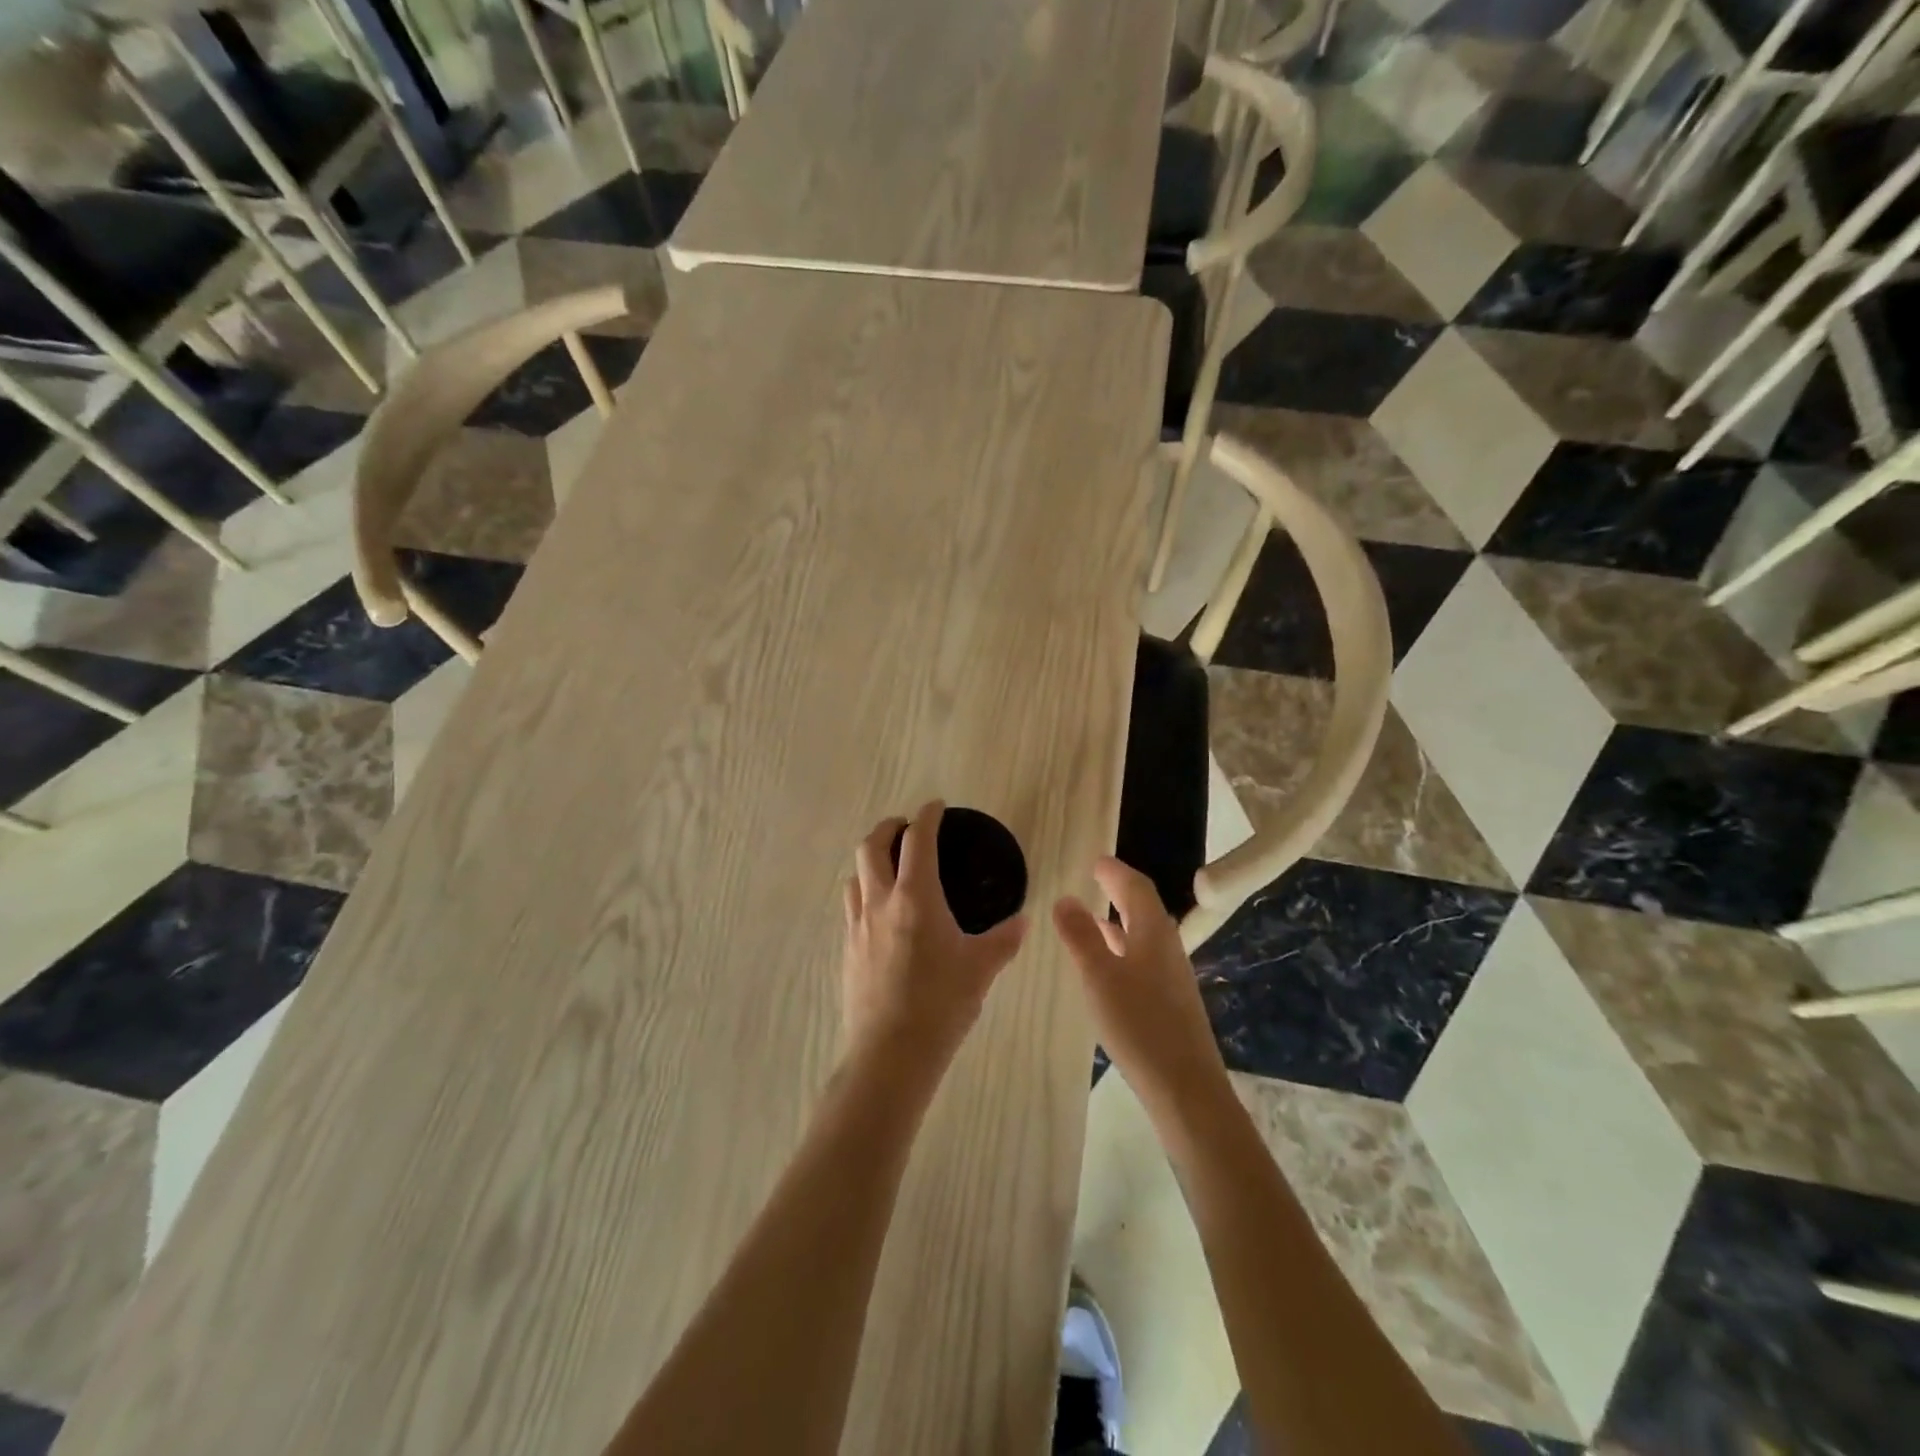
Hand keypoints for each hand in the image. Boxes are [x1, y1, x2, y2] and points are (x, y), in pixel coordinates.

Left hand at [841, 801, 1027, 1062]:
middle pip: (871, 846)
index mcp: (915, 897)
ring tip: (891, 868)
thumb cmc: (941, 1003)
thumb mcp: (981, 969)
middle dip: (888, 827)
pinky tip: (882, 914)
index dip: (927, 816)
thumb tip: (1022, 922)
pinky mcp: (848, 950)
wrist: (890, 1052)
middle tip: (906, 827)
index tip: (936, 806)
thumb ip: (1004, 940)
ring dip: (871, 861)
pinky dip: (865, 893)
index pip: (918, 840)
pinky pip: (852, 907)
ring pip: (855, 876)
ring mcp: (858, 926)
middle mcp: (880, 902)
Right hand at [1053, 857, 1225, 1112]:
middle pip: (1144, 908)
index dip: (1116, 871)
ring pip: (1144, 935)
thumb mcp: (1099, 976)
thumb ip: (1080, 936)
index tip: (1096, 861)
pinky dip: (1123, 947)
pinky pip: (1144, 958)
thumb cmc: (1139, 1024)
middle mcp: (1167, 947)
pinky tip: (1108, 966)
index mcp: (1153, 933)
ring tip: (1093, 917)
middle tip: (1096, 879)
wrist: (1185, 1088)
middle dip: (1119, 891)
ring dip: (1120, 921)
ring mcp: (1172, 976)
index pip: (1136, 887)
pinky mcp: (1171, 1001)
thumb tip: (1065, 898)